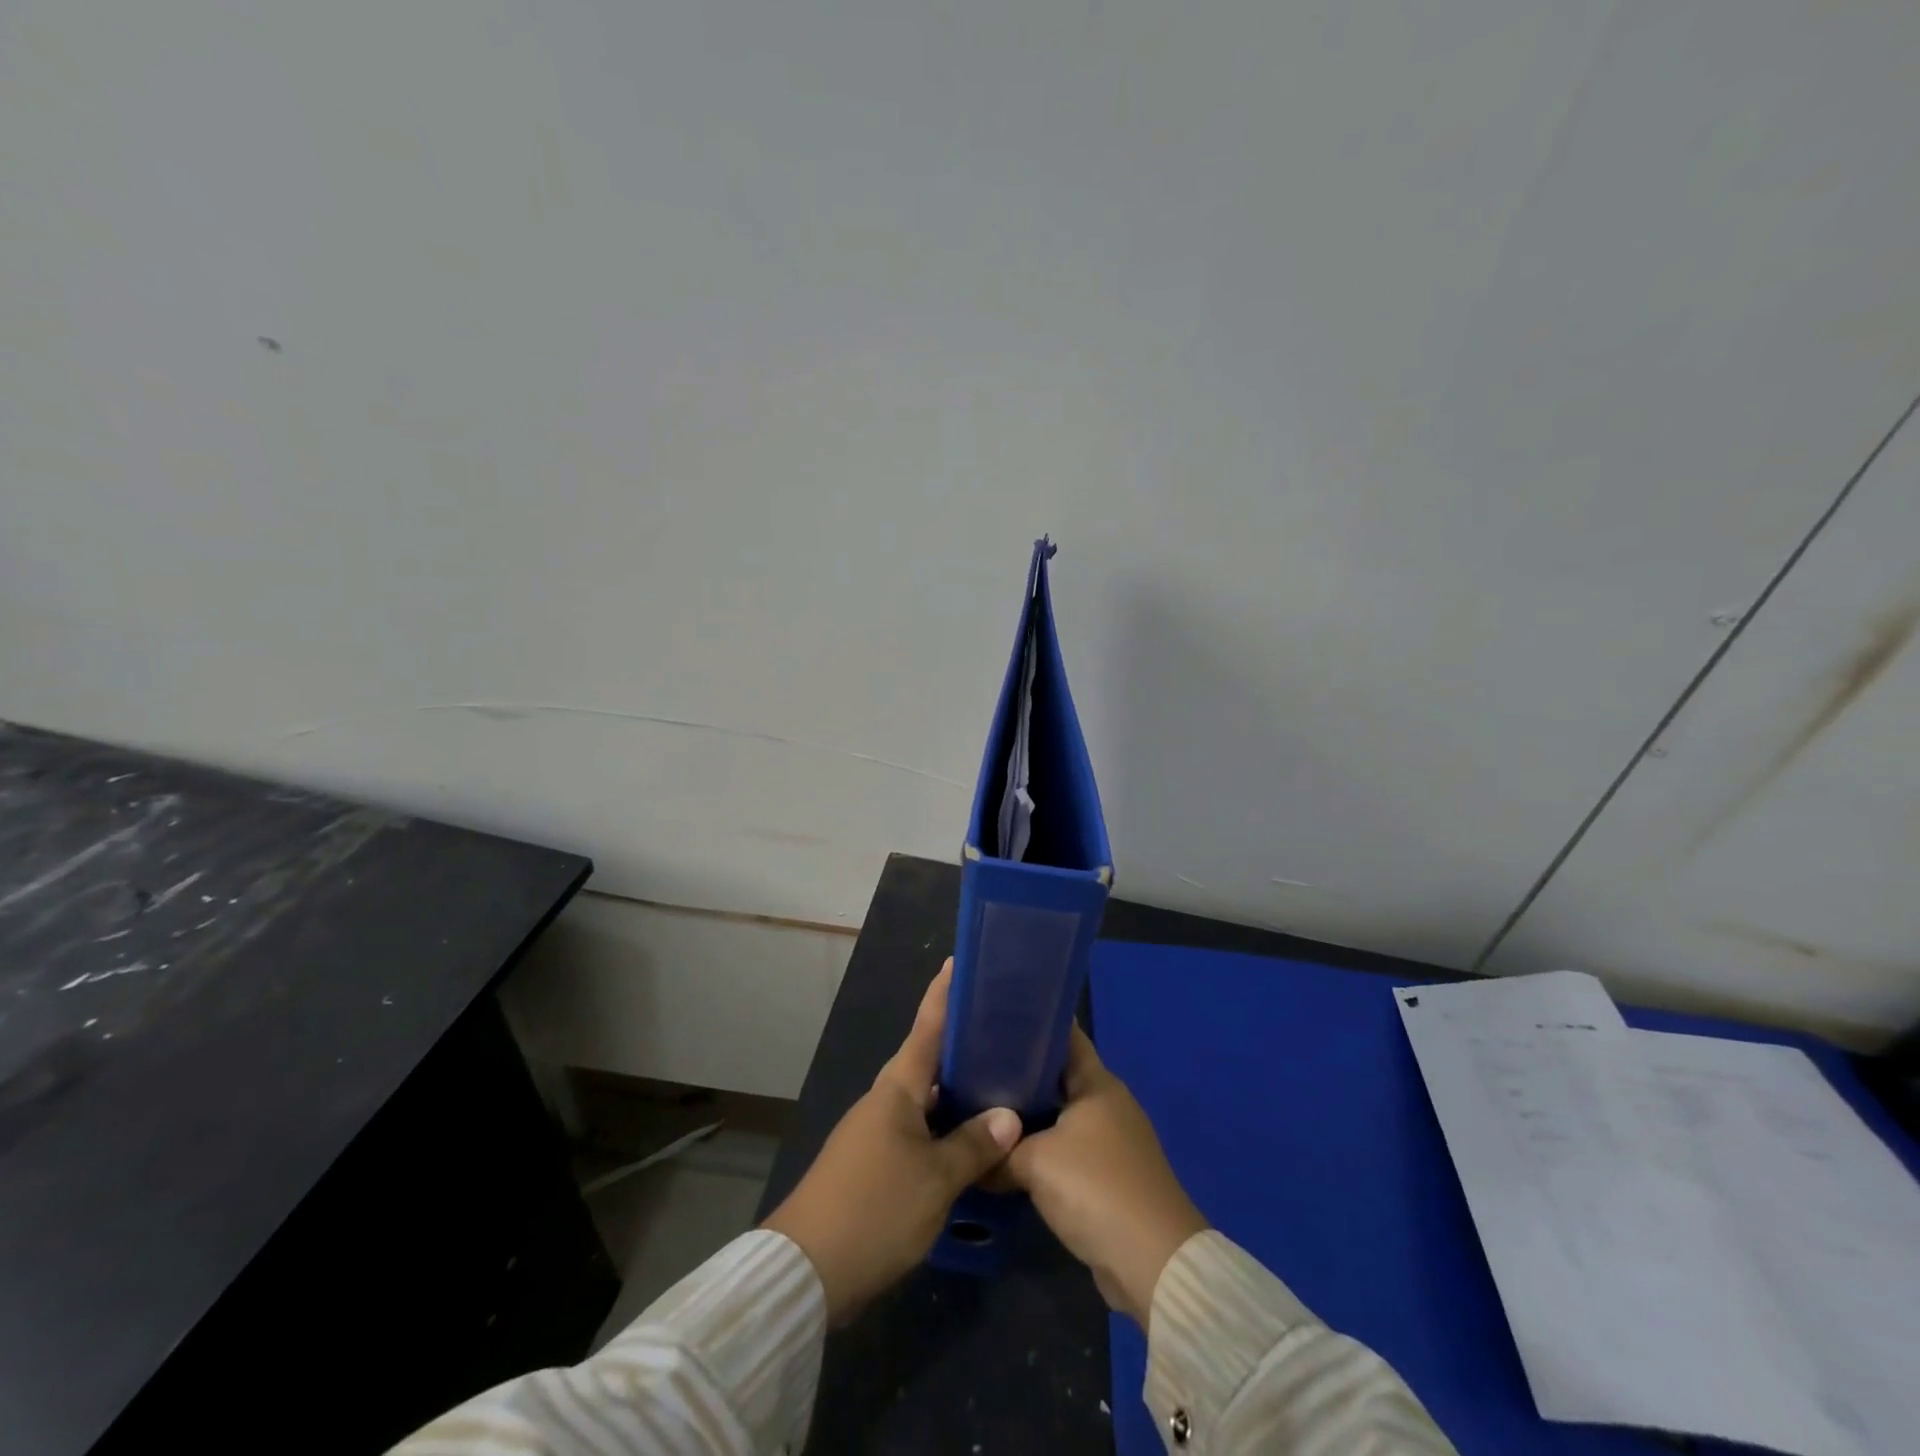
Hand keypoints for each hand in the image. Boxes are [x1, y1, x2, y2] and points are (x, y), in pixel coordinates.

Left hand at [761, 960, 1022, 1323]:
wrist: (806, 1271)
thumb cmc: (875, 1209)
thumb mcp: (935, 1179)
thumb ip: (973, 1145)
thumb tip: (1010, 1116)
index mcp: (897, 1089)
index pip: (926, 1028)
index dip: (943, 994)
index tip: (958, 961)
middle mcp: (885, 1100)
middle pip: (928, 1061)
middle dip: (962, 1044)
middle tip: (1003, 1031)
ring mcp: (876, 1132)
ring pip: (925, 1099)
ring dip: (957, 1090)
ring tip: (1000, 1083)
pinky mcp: (873, 1163)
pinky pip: (918, 1129)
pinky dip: (945, 1126)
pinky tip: (970, 1140)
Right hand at [1002, 1026, 1206, 1327]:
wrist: (1152, 1263)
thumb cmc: (1095, 1188)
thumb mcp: (1035, 1163)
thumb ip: (998, 1154)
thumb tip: (968, 1157)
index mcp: (1097, 1083)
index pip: (1063, 1035)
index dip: (1031, 1022)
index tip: (993, 1016)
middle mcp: (1107, 1103)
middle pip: (1057, 1076)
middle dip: (1019, 1071)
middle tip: (973, 1066)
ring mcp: (1111, 1140)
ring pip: (1059, 1115)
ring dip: (1028, 1116)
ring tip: (982, 1109)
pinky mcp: (1109, 1176)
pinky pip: (1066, 1149)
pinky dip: (1040, 1148)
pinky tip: (1008, 1154)